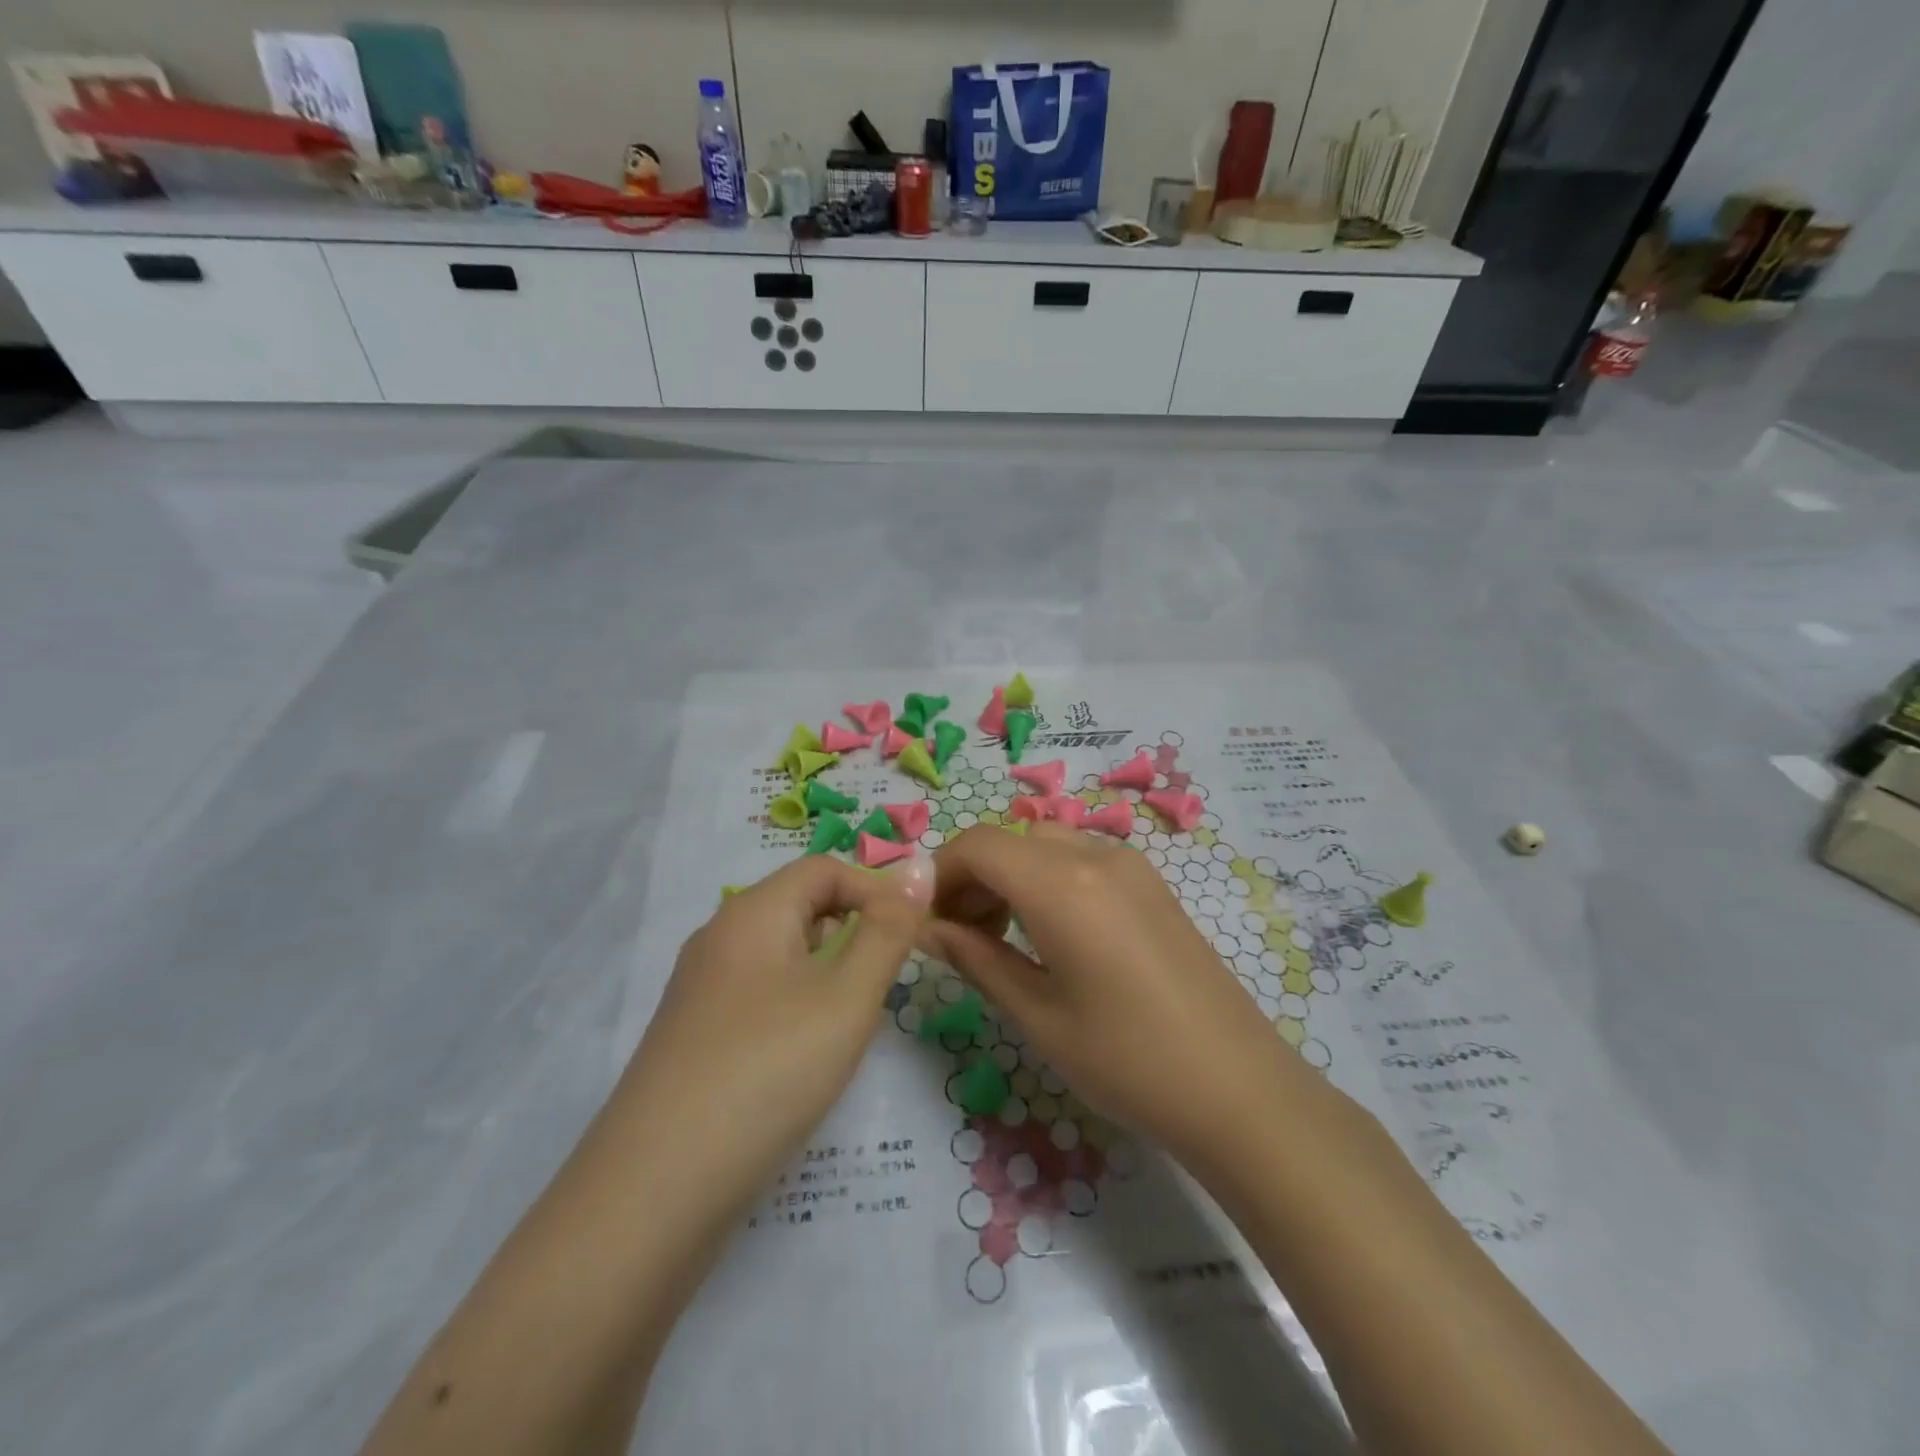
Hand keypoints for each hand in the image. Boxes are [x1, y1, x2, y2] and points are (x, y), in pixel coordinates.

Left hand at [607, 854, 933, 1236]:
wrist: (655, 1192)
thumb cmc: (768, 1071)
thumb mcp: (847, 997)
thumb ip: (889, 930)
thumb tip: (920, 866)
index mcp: (752, 913)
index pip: (824, 870)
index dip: (875, 890)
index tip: (912, 937)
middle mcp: (719, 938)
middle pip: (799, 908)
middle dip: (853, 932)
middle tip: (886, 984)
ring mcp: (699, 991)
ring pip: (780, 956)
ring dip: (827, 974)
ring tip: (852, 1022)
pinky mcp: (692, 1038)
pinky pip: (758, 997)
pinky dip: (795, 1008)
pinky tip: (805, 1058)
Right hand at [926, 824, 1296, 1171]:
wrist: (1239, 1089)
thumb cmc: (1127, 1060)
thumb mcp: (1037, 1015)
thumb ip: (975, 959)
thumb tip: (927, 930)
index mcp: (1061, 884)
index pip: (977, 845)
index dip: (939, 875)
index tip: (925, 922)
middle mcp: (1095, 856)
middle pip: (1010, 840)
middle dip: (973, 876)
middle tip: (959, 936)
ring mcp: (1131, 866)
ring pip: (1046, 845)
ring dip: (1010, 876)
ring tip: (1001, 938)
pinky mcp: (1152, 885)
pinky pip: (1081, 859)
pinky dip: (1047, 879)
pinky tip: (1051, 934)